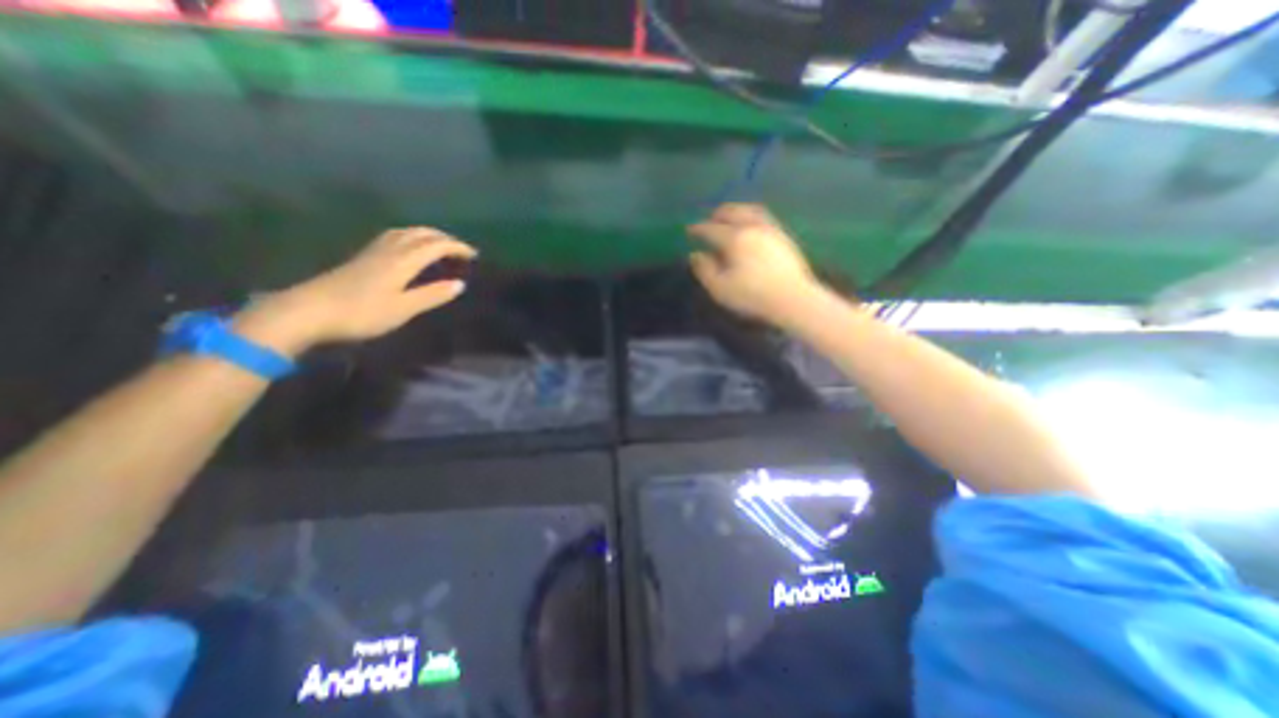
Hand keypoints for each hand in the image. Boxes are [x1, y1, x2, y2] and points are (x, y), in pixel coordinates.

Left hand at [232, 228, 472, 356]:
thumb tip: (460, 284)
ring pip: (405, 233)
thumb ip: (432, 295)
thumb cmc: (361, 312)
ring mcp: (372, 252)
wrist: (307, 311)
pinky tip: (408, 248)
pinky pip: (393, 238)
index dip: (456, 247)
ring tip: (439, 245)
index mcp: (402, 261)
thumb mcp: (403, 308)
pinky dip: (410, 238)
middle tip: (460, 249)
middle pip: (420, 234)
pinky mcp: (361, 258)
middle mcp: (389, 250)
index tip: (474, 255)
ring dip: (426, 235)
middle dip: (443, 238)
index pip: (435, 246)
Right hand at [694, 201, 824, 326]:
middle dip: (718, 214)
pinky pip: (764, 217)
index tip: (689, 230)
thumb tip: (695, 255)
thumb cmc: (752, 296)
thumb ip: (704, 270)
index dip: (698, 229)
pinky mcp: (783, 237)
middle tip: (710, 218)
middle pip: (732, 212)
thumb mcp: (720, 288)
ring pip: (750, 210)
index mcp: (734, 239)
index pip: (711, 229)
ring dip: (737, 210)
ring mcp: (770, 230)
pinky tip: (751, 225)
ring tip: (730, 215)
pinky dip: (752, 215)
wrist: (792, 299)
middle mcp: (752, 227)